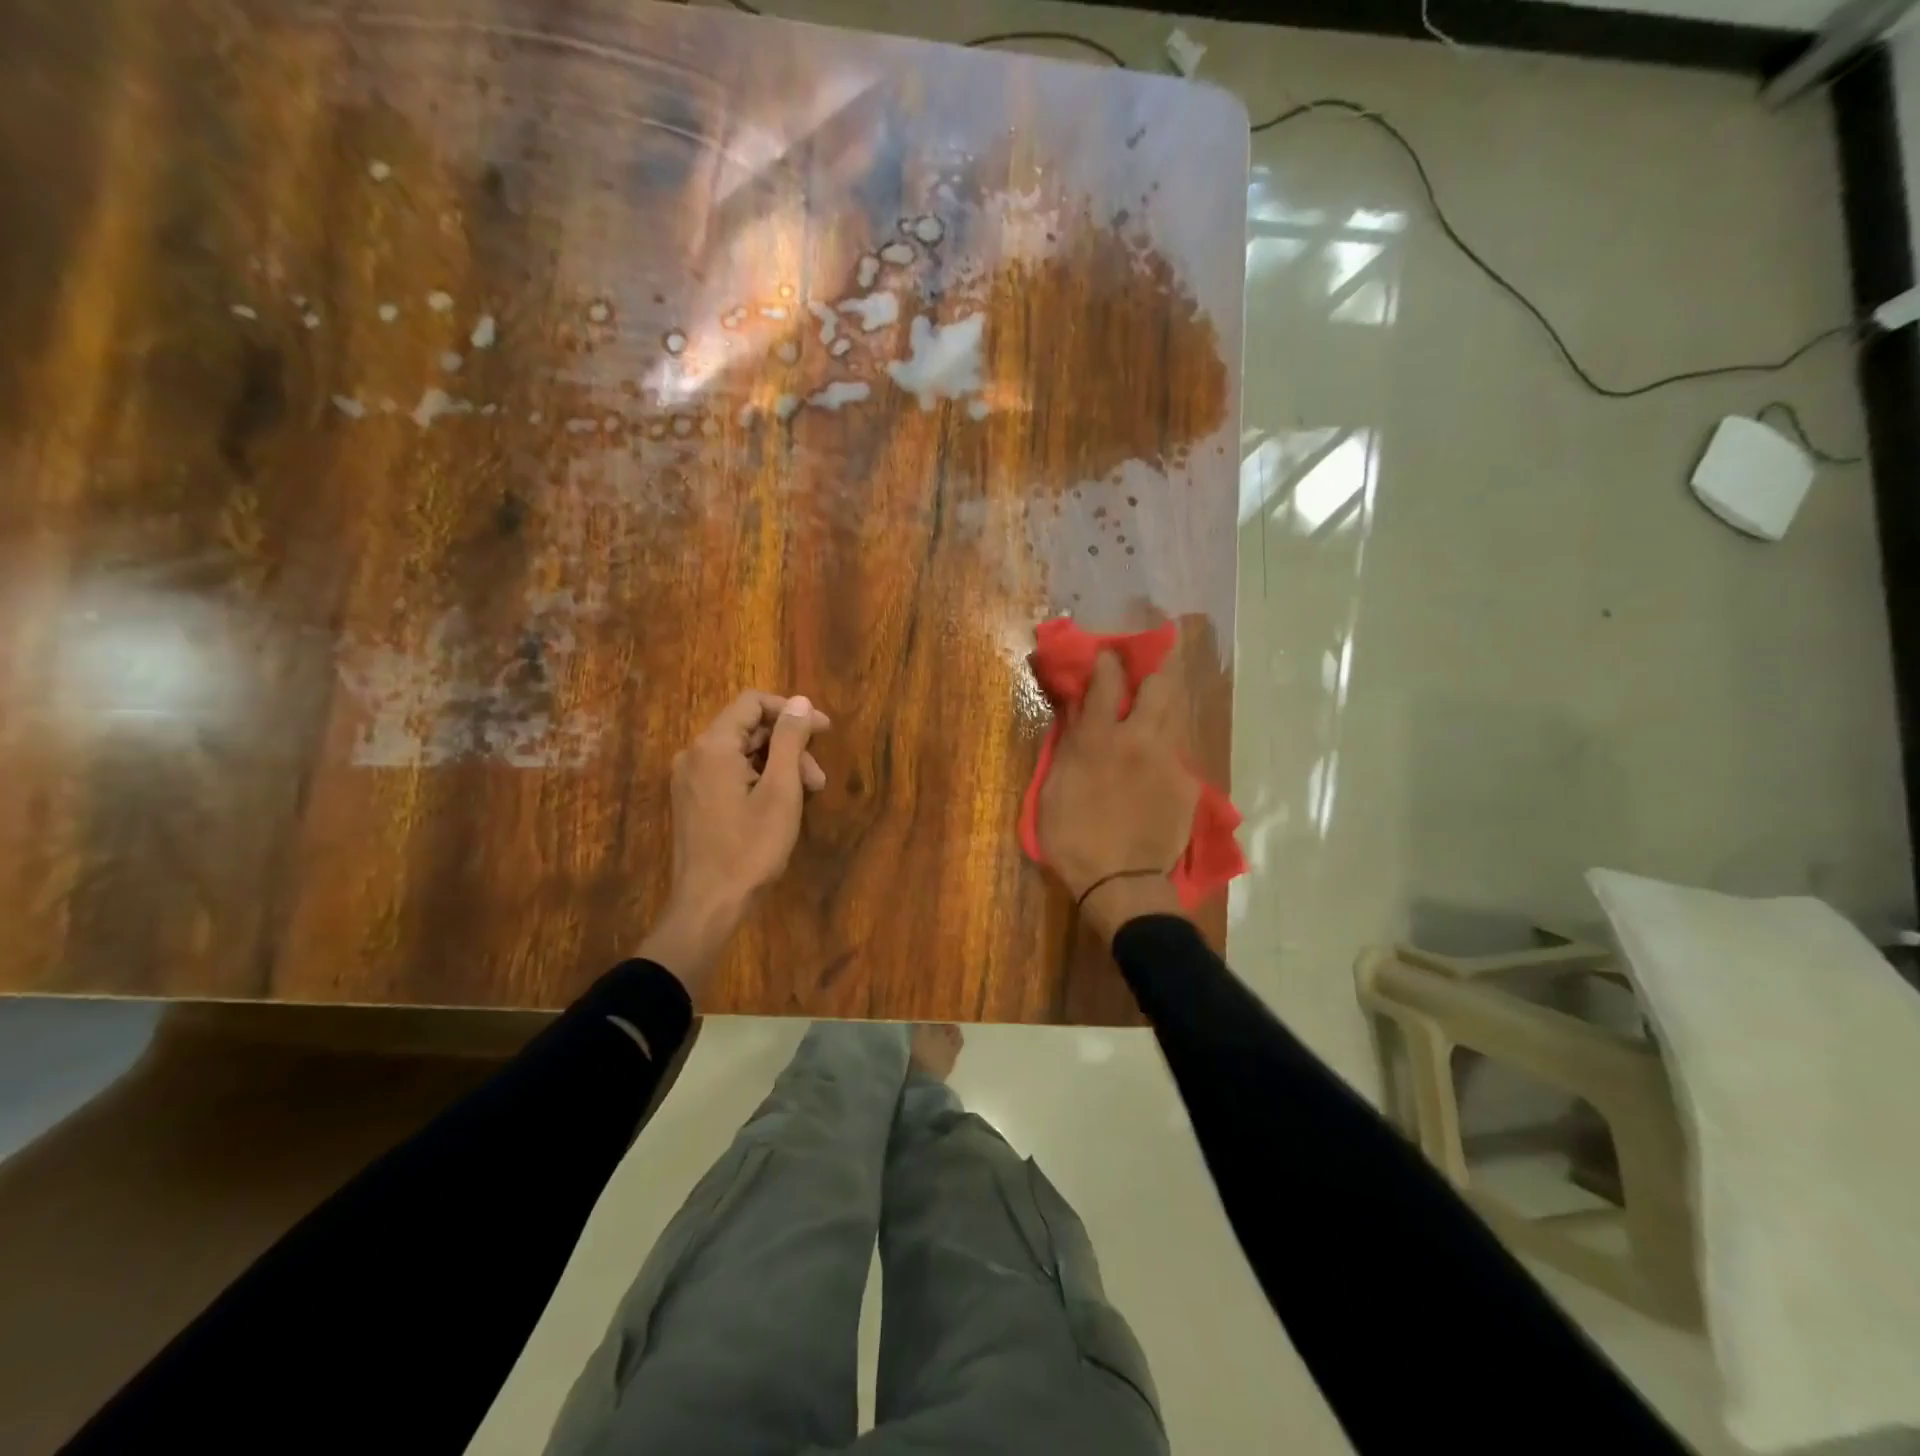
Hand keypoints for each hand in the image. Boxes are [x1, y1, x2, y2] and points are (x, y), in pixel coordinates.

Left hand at [638, 691, 829, 992]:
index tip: (824, 731)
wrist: (709, 904)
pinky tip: (780, 805)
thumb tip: (801, 702)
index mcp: (713, 746)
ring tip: (807, 795)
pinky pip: (729, 773)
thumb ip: (790, 740)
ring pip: (741, 753)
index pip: (752, 703)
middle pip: (748, 729)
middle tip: (818, 779)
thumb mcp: (781, 790)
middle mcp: (694, 754)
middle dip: (789, 746)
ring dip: (778, 766)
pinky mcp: (692, 800)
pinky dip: (758, 779)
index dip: (791, 711)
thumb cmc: (750, 847)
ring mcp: (689, 779)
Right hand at [1036, 651, 1197, 941]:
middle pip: (1160, 685)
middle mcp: (1140, 740)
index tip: (1106, 653)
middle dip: (1156, 667)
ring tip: (1152, 709)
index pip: (1109, 680)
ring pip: (1175, 715)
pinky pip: (1177, 753)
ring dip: (1164, 704)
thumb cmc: (1073, 839)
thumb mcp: (1054, 790)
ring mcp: (1169, 761)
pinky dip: (1165, 749)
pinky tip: (1156, 765)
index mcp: (1101, 740)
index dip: (1108, 660)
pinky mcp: (1187, 784)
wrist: (1121, 883)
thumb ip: (1068, 745)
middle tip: (1147, 665)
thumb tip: (1077, 710)